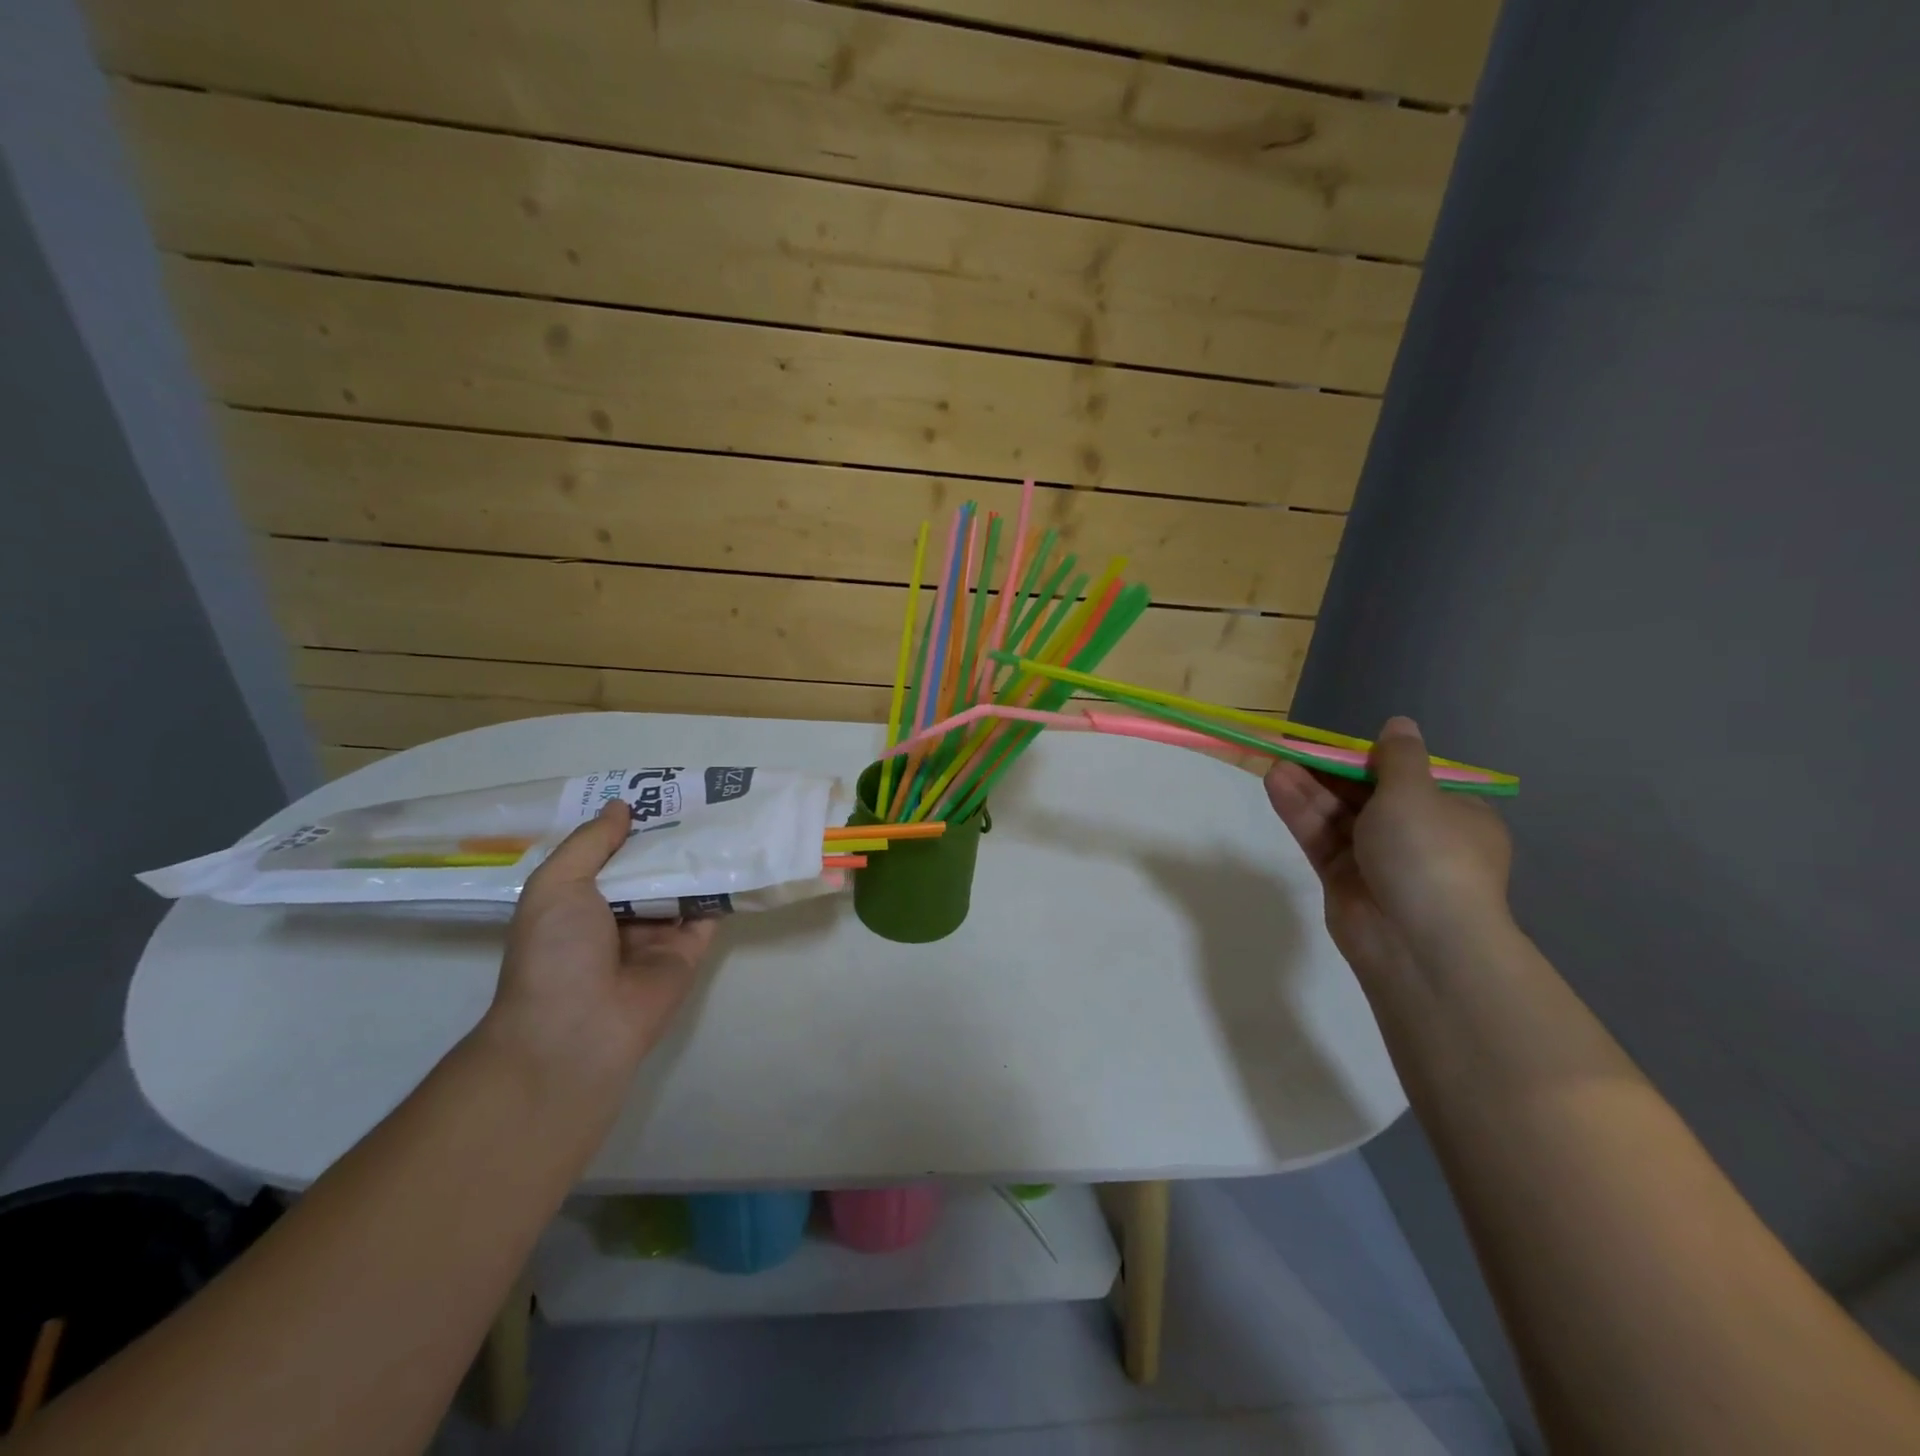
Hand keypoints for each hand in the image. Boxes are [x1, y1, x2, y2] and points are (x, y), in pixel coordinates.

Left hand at [485, 800, 717, 1075]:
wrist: (578, 1029)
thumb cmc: (555, 952)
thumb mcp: (556, 885)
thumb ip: (590, 843)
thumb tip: (621, 806)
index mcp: (579, 901)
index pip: (609, 854)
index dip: (630, 824)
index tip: (657, 791)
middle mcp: (618, 915)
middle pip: (650, 867)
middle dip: (670, 836)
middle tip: (701, 797)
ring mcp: (656, 934)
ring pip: (682, 886)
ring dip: (699, 857)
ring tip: (728, 815)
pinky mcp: (689, 951)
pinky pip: (709, 913)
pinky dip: (723, 888)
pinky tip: (740, 855)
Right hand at [1265, 717, 1513, 980]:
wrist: (1419, 940)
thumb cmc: (1429, 853)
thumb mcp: (1416, 792)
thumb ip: (1397, 757)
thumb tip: (1399, 724)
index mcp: (1453, 814)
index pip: (1411, 778)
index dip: (1373, 759)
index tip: (1339, 745)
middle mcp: (1417, 835)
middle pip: (1367, 795)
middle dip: (1331, 772)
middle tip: (1294, 748)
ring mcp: (1378, 859)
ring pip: (1338, 816)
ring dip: (1309, 789)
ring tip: (1275, 762)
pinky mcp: (1343, 879)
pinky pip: (1321, 838)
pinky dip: (1301, 812)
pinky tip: (1276, 784)